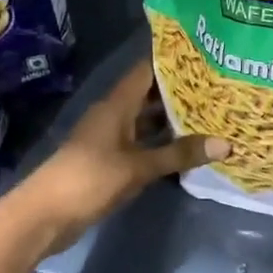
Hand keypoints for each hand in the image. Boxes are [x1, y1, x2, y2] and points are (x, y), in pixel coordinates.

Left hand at [2, 57, 227, 257]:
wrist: (46, 215)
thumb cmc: (90, 179)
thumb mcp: (139, 167)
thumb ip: (180, 154)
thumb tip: (226, 143)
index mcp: (116, 105)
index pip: (147, 71)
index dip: (173, 62)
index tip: (206, 56)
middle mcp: (114, 115)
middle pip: (150, 95)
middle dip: (181, 92)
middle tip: (218, 88)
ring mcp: (110, 139)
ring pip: (147, 121)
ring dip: (174, 120)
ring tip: (211, 115)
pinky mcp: (110, 161)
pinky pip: (142, 144)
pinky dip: (163, 144)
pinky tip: (187, 149)